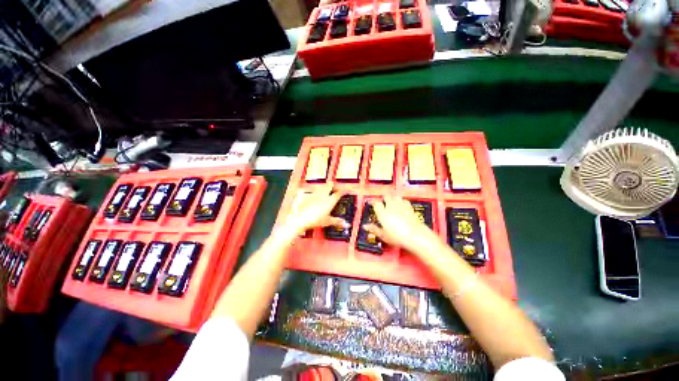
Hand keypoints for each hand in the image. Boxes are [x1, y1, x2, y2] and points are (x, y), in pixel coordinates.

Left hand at [282, 186, 347, 236]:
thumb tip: (346, 224)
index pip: (339, 193)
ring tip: (325, 189)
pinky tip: (313, 195)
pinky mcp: (307, 195)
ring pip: (321, 187)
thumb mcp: (328, 221)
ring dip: (324, 187)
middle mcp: (323, 195)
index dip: (343, 190)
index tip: (345, 189)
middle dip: (333, 185)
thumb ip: (337, 221)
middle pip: (329, 185)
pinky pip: (312, 191)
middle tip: (334, 186)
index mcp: (330, 201)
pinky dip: (315, 192)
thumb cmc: (315, 220)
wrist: (301, 219)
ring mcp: (314, 194)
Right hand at [363, 195, 439, 255]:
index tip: (371, 203)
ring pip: (395, 196)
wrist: (415, 235)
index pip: (376, 203)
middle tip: (382, 203)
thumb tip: (365, 226)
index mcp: (382, 212)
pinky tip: (402, 205)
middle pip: (386, 197)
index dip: (373, 202)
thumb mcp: (383, 235)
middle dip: (384, 198)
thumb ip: (374, 229)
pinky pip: (404, 200)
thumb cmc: (397, 236)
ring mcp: (401, 205)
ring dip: (393, 198)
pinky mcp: (409, 207)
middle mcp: (391, 206)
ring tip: (392, 202)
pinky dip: (401, 201)